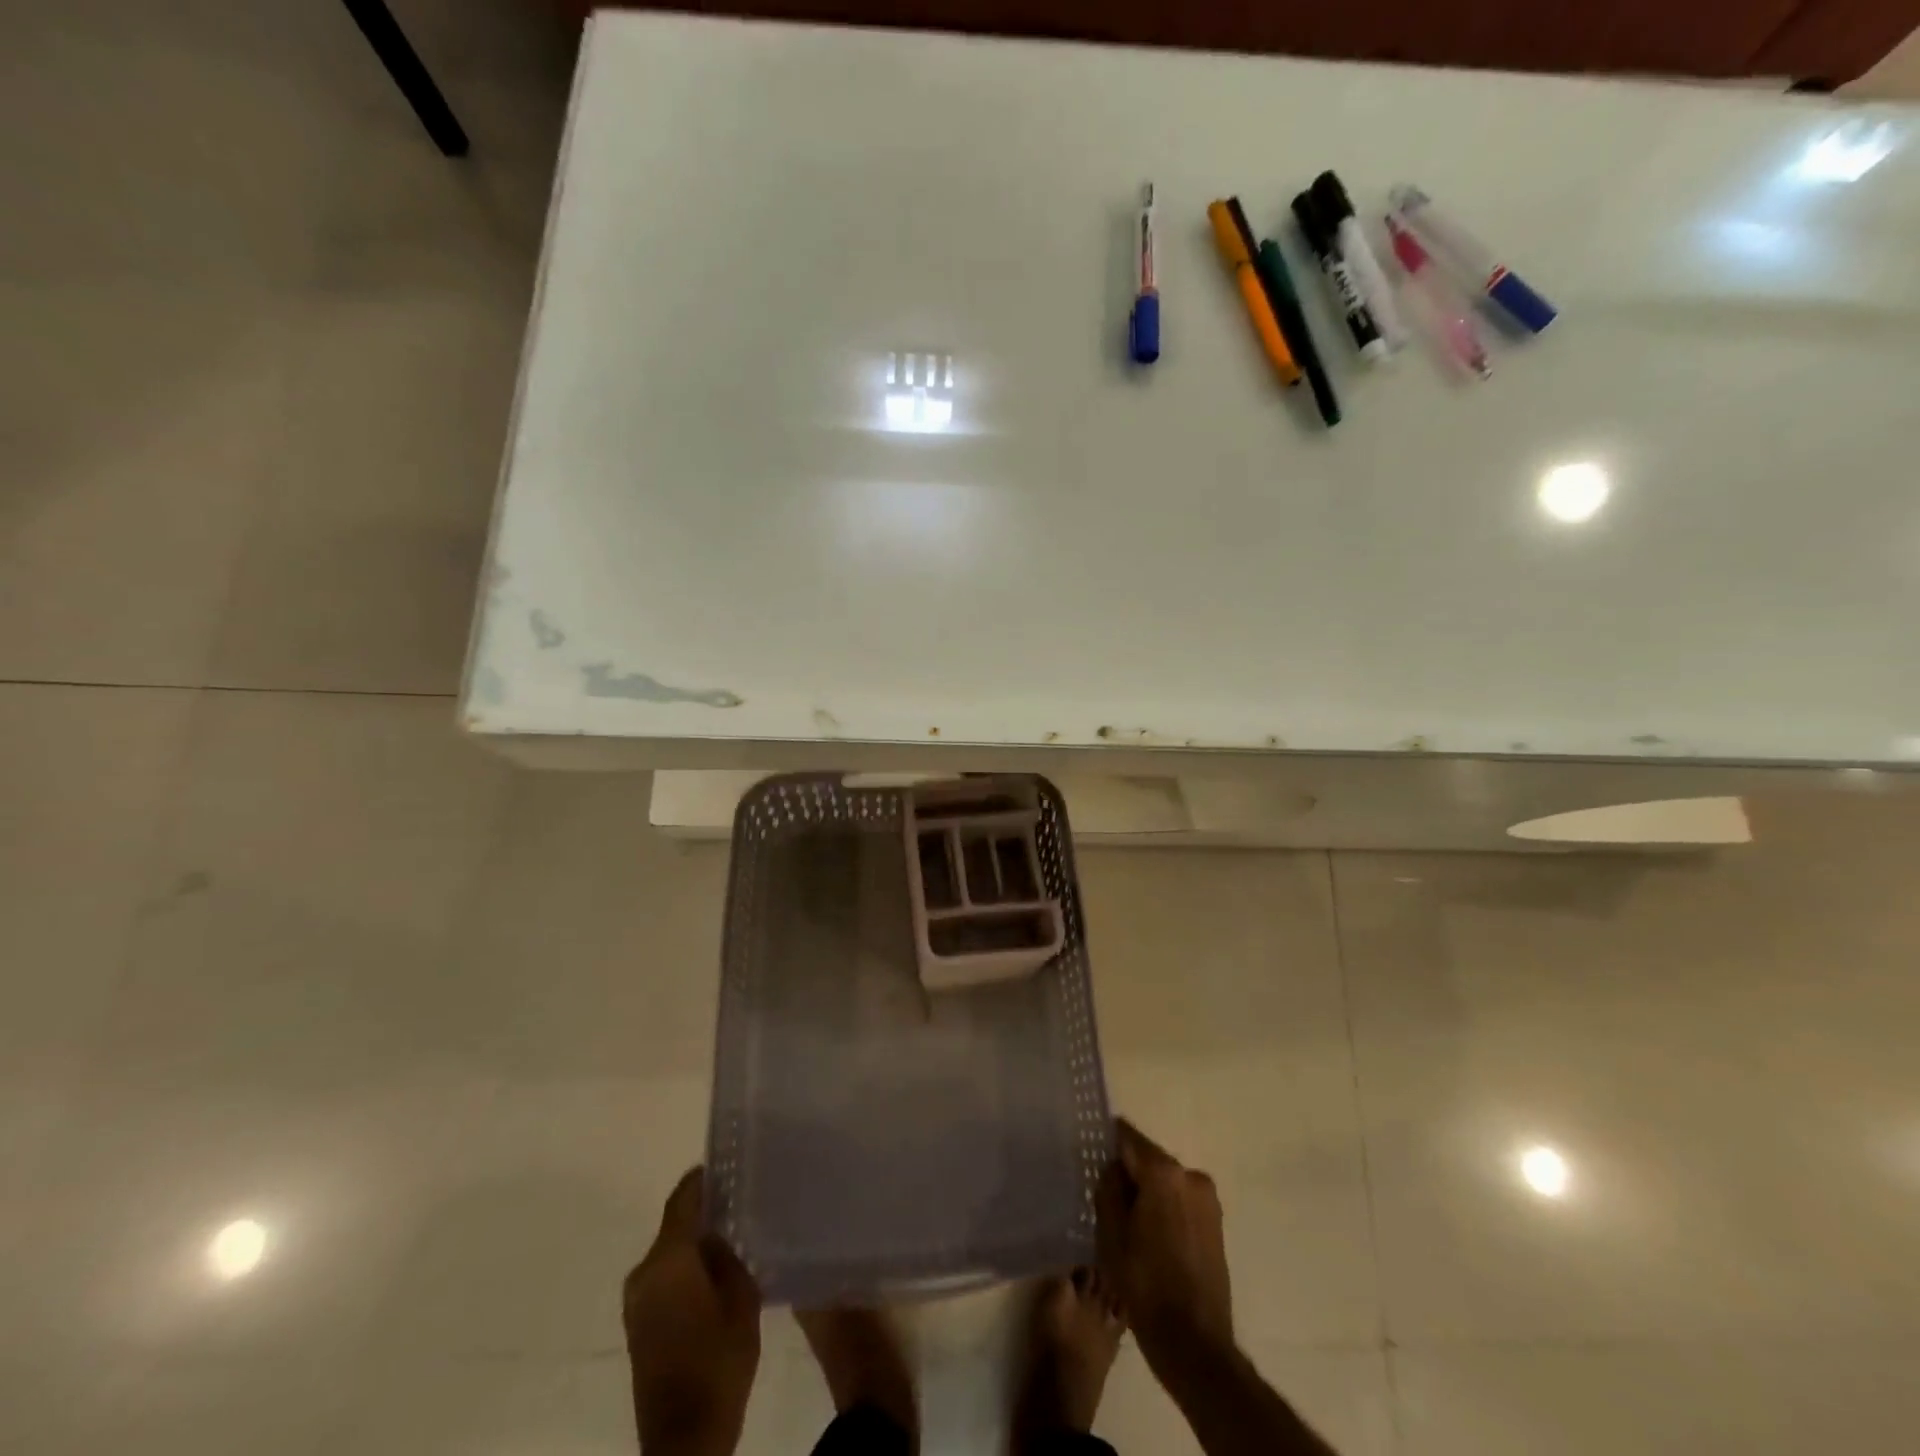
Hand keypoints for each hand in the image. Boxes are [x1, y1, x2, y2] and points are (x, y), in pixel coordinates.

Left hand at [624, 1168, 761, 1455]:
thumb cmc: (719, 1362)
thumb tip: (721, 1230)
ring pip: (669, 1251)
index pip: (682, 1200)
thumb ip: (729, 1254)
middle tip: (740, 1197)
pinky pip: (663, 1275)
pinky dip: (685, 1264)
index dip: (702, 1178)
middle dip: (703, 1209)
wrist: (685, 1438)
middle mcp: (643, 1273)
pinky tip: (714, 1269)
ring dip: (694, 1240)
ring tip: (733, 1231)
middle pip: (674, 1224)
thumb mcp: (742, 1298)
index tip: (726, 1161)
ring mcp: (636, 1300)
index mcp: (667, 1260)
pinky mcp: (638, 1323)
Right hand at [1096, 1119, 1232, 1364]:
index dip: (1107, 1143)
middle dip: (1128, 1171)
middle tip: (1105, 1195)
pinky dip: (1163, 1207)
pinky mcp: (1215, 1223)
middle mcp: (1190, 1175)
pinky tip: (1150, 1235)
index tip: (1090, 1154)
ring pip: (1165, 1180)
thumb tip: (1114, 1167)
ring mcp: (1208, 1199)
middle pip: (1148, 1158)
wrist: (1194, 1343)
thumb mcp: (1110, 1233)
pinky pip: (1180, 1200)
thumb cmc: (1145, 1284)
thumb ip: (1109, 1187)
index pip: (1127, 1136)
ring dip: (1147, 1191)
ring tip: (1127, 1220)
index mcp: (1164, 1172)